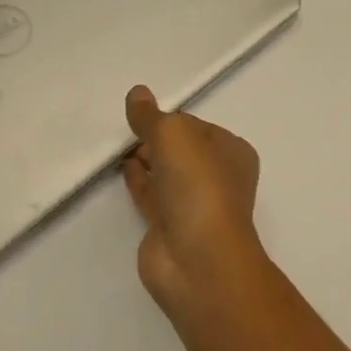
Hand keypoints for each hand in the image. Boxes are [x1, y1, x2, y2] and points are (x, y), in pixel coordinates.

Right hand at [122, 86, 266, 315]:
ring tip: (118, 145)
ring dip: (146, 160)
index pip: (197, 126)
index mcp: (232, 152)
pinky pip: (152, 195)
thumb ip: (151, 116)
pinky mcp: (170, 227)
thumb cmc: (198, 186)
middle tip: (127, 129)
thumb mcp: (174, 136)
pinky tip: (122, 169)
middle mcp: (217, 177)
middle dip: (157, 140)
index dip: (171, 119)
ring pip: (167, 174)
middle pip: (182, 151)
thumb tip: (137, 93)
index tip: (143, 114)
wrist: (197, 258)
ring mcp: (194, 205)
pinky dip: (139, 181)